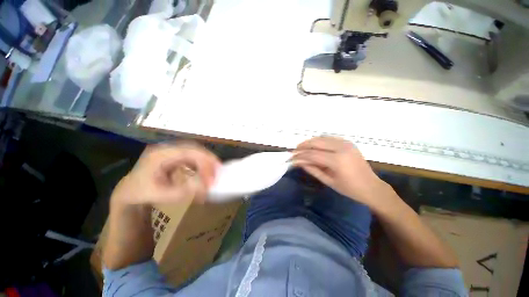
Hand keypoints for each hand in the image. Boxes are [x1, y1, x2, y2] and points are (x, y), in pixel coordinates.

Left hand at [111, 142, 220, 205]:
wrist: (129, 191)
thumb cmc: (140, 193)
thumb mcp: (159, 195)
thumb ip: (182, 191)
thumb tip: (205, 187)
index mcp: (160, 154)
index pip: (188, 152)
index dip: (204, 160)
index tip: (215, 172)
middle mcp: (167, 149)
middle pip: (194, 149)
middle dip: (208, 159)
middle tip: (219, 171)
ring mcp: (171, 152)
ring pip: (195, 152)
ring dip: (206, 161)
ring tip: (214, 172)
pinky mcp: (175, 157)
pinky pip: (192, 157)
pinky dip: (201, 164)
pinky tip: (205, 173)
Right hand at [293, 136, 388, 207]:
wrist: (372, 187)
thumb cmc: (350, 189)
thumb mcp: (328, 181)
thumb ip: (312, 169)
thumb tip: (298, 162)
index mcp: (337, 161)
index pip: (312, 155)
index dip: (300, 156)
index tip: (291, 158)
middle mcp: (341, 148)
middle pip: (315, 142)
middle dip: (302, 146)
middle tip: (294, 151)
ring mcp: (346, 143)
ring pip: (321, 138)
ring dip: (309, 142)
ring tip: (301, 148)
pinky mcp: (348, 142)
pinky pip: (329, 138)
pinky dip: (319, 140)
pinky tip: (314, 146)